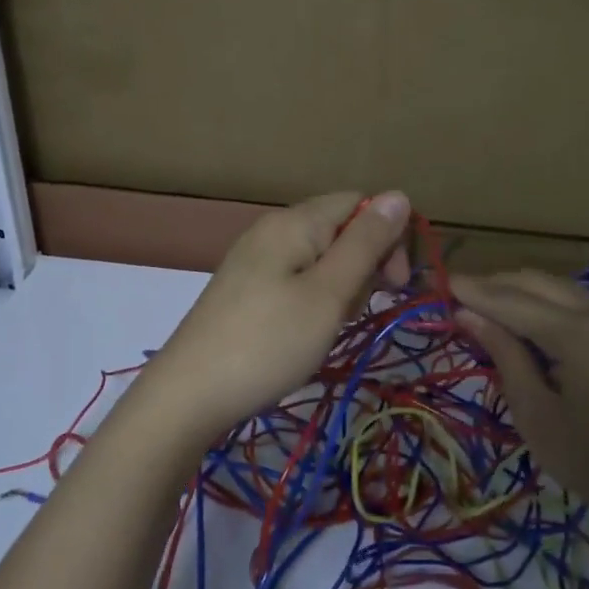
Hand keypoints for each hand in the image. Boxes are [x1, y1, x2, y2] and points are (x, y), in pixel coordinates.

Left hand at [135, 191, 412, 448]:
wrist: (190, 394)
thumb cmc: (269, 342)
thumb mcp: (328, 293)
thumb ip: (365, 244)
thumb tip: (399, 194)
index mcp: (295, 221)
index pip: (359, 203)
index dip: (388, 236)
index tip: (396, 285)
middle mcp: (272, 229)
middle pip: (339, 227)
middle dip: (365, 263)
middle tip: (359, 309)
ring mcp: (255, 259)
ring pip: (320, 256)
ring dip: (341, 286)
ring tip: (331, 325)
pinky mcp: (246, 287)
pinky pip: (296, 277)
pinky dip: (315, 298)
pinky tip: (307, 330)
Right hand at [451, 270, 588, 500]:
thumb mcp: (535, 414)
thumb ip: (503, 355)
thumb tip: (467, 314)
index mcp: (578, 334)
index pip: (511, 300)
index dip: (472, 291)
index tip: (436, 282)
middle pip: (533, 282)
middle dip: (492, 284)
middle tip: (453, 296)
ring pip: (554, 286)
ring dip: (515, 289)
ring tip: (479, 305)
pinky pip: (572, 300)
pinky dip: (540, 300)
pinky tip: (519, 318)